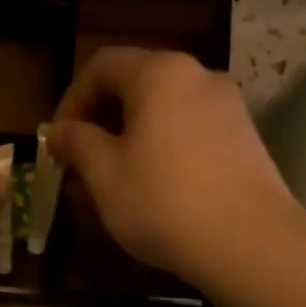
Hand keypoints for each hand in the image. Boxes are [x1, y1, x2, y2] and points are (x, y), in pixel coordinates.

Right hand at [46, 47, 305, 287]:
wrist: (248, 241)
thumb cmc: (162, 201)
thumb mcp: (104, 174)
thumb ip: (77, 143)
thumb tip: (58, 130)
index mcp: (158, 74)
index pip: (101, 65)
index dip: (70, 100)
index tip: (57, 141)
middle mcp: (197, 76)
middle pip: (135, 84)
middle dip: (100, 122)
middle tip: (79, 164)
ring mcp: (227, 106)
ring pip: (162, 111)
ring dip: (128, 139)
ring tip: (111, 182)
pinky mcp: (243, 138)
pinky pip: (188, 131)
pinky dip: (160, 149)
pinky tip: (151, 189)